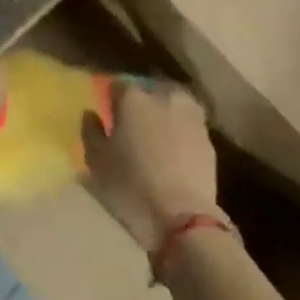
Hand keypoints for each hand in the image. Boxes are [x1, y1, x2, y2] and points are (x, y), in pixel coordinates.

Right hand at [81, 82, 221, 255]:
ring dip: (163, 113)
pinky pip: (188, 124)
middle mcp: (164, 97)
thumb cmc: (130, 187)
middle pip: (149, 90)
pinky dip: (180, 131)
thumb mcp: (97, 162)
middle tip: (131, 124)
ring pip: (172, 104)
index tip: (108, 112)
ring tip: (155, 134)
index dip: (111, 98)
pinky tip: (173, 150)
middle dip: (140, 102)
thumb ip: (91, 132)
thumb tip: (91, 114)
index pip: (118, 85)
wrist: (181, 215)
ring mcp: (190, 115)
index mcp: (133, 99)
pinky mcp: (208, 136)